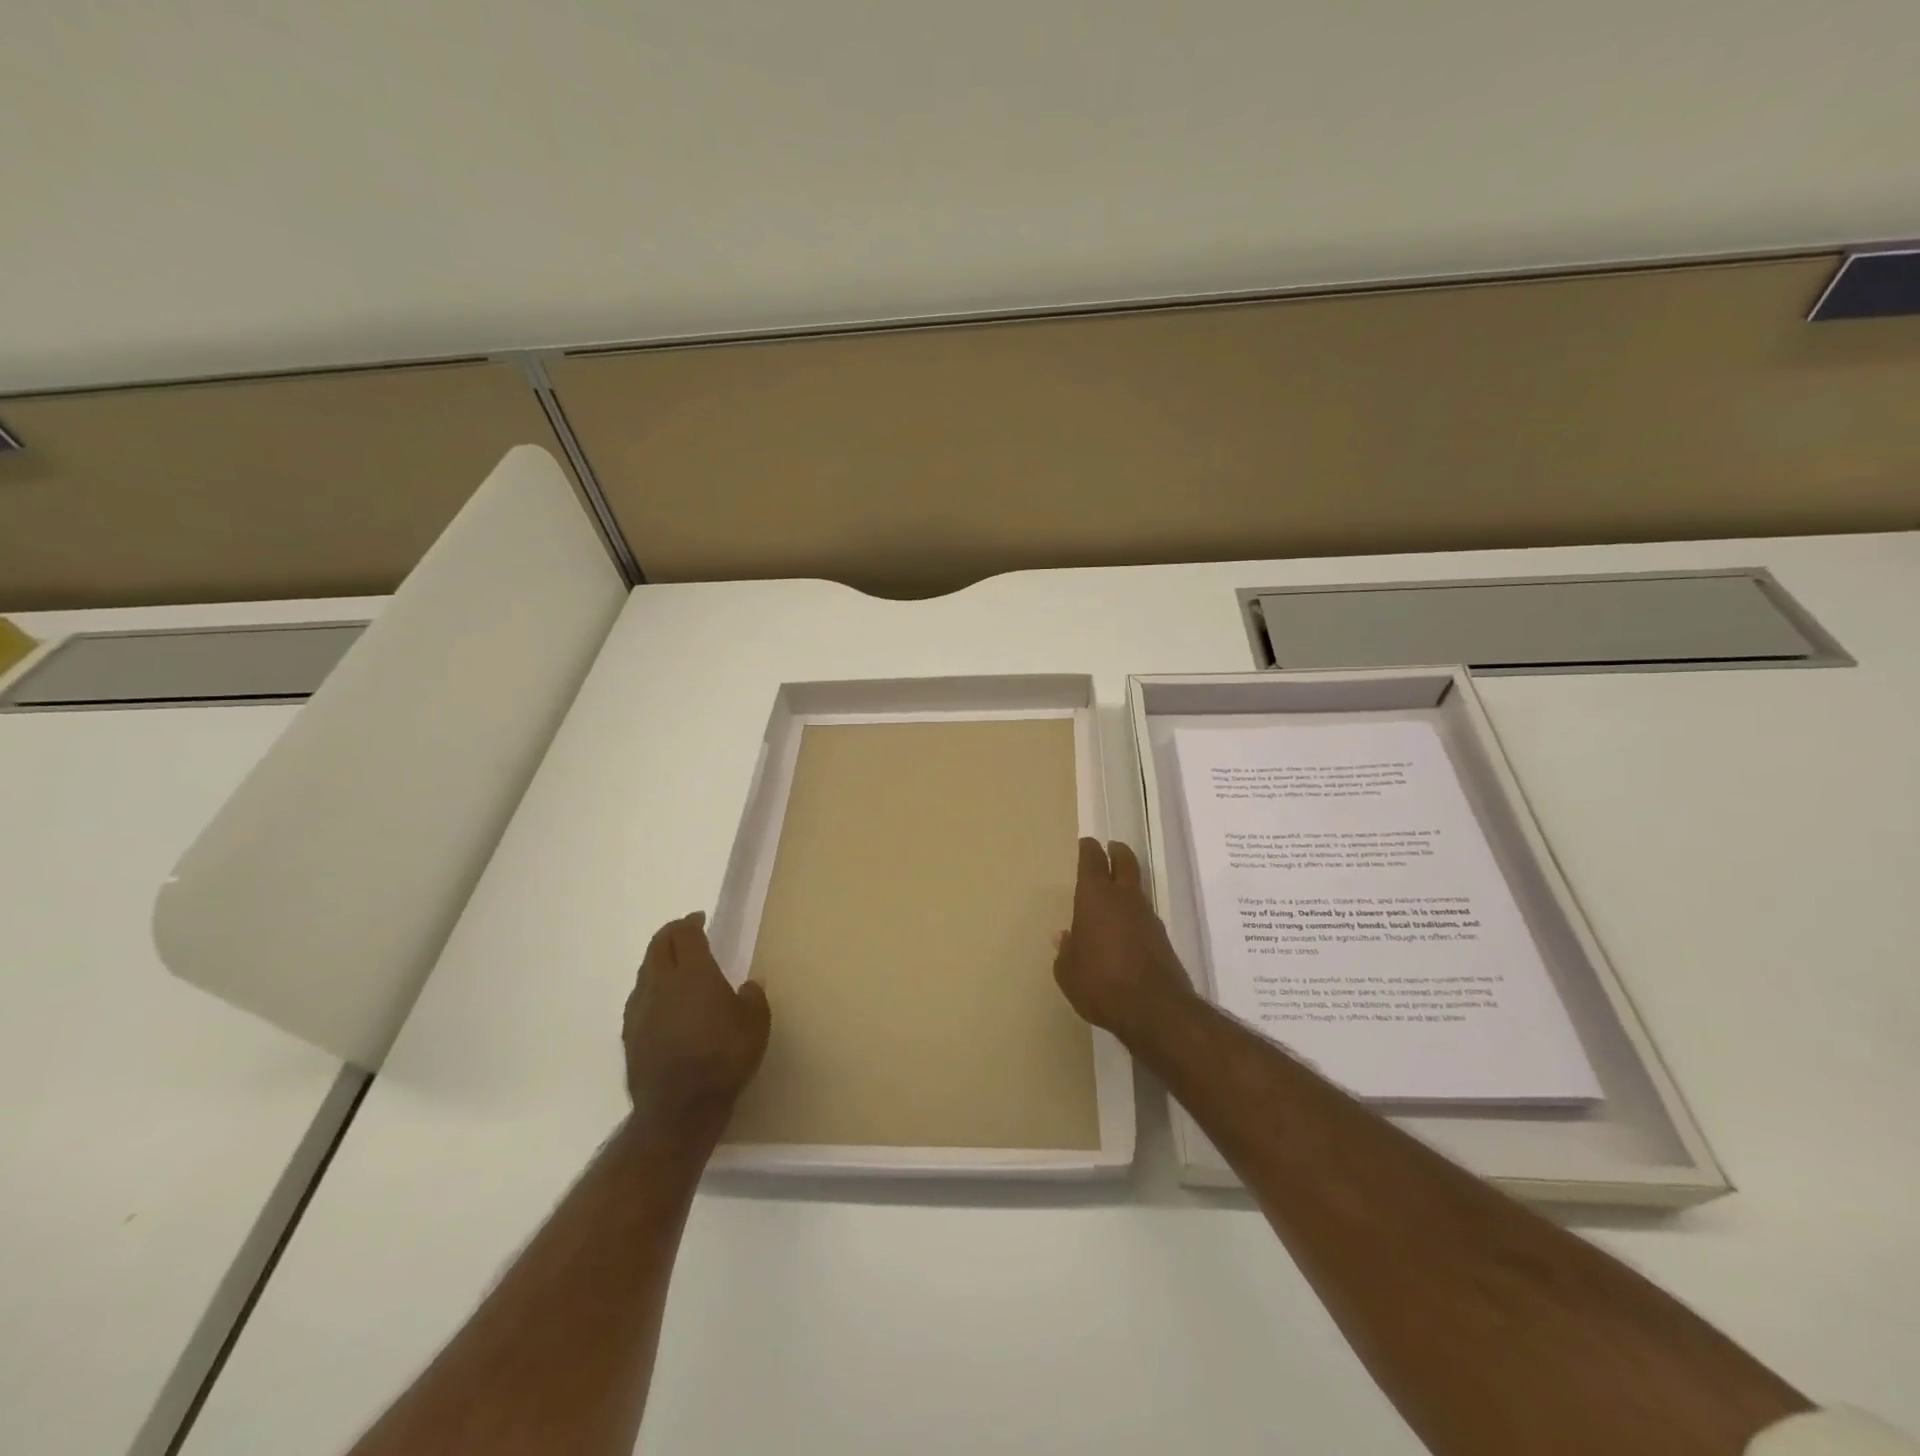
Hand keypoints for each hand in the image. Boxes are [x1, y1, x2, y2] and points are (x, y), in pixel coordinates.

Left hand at [623, 913, 770, 1128]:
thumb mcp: (755, 1025)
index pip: (684, 935)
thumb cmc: (724, 1058)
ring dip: (657, 960)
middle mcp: (661, 983)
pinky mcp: (630, 1034)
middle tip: (684, 932)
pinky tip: (660, 1001)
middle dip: (670, 934)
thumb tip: (749, 985)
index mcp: (693, 973)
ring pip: (645, 971)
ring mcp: (640, 1009)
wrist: (679, 1108)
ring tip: (672, 964)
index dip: (691, 922)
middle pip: (658, 946)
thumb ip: (753, 998)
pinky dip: (650, 987)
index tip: (699, 919)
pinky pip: (639, 998)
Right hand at [1053, 837, 1199, 1044]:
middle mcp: (1124, 898)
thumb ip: (1066, 952)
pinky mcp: (1162, 938)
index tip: (1086, 843)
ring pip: (1137, 888)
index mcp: (1095, 897)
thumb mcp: (1068, 972)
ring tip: (1115, 891)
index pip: (1092, 860)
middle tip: (1111, 847)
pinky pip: (1145, 914)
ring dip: (1128, 883)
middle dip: (1117, 852)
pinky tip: (1126, 928)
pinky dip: (1135, 913)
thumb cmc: (1100, 983)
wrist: (1154, 1009)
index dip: (1088, 849)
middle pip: (1125, 862)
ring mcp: (1147, 916)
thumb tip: (1065, 938)